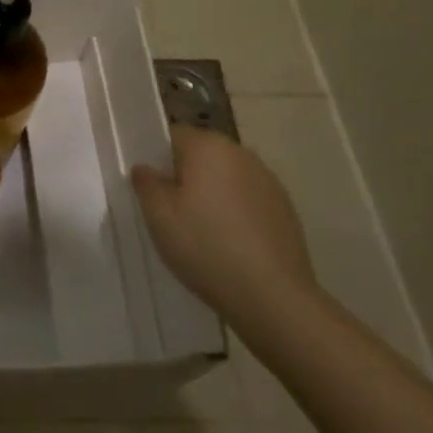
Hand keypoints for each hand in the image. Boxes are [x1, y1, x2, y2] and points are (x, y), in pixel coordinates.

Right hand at [131, 123, 319, 331]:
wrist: (273, 297)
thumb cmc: (205, 247)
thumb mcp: (158, 216)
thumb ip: (146, 183)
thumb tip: (146, 168)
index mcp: (208, 147)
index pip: (174, 135)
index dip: (157, 157)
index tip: (150, 186)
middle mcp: (242, 154)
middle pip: (203, 154)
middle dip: (186, 175)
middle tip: (170, 210)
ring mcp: (269, 182)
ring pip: (227, 177)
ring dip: (212, 193)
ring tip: (201, 230)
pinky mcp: (286, 209)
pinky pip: (248, 200)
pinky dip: (235, 212)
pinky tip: (229, 243)